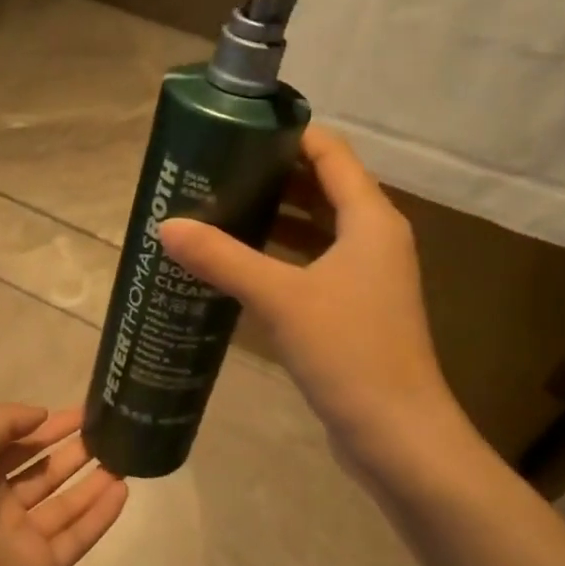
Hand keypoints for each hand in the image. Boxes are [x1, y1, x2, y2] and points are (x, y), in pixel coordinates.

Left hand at [0, 404, 127, 565]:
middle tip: (111, 431)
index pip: (19, 444)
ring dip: (93, 481)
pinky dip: (100, 515)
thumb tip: (42, 415)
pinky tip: (123, 490)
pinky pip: (77, 537)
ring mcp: (21, 538)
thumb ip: (3, 421)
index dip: (50, 427)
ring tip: (125, 456)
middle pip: (45, 472)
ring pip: (65, 504)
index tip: (85, 412)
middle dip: (75, 451)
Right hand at [158, 126, 468, 479]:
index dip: (287, 134)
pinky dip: (279, 256)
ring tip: (217, 210)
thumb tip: (167, 227)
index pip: (330, 153)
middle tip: (213, 171)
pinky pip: (312, 265)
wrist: (397, 435)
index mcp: (370, 219)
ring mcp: (365, 277)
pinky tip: (238, 265)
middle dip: (271, 175)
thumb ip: (223, 259)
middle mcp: (373, 239)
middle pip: (321, 187)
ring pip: (315, 229)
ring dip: (273, 217)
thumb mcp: (280, 299)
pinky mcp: (353, 310)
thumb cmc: (349, 352)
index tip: (235, 130)